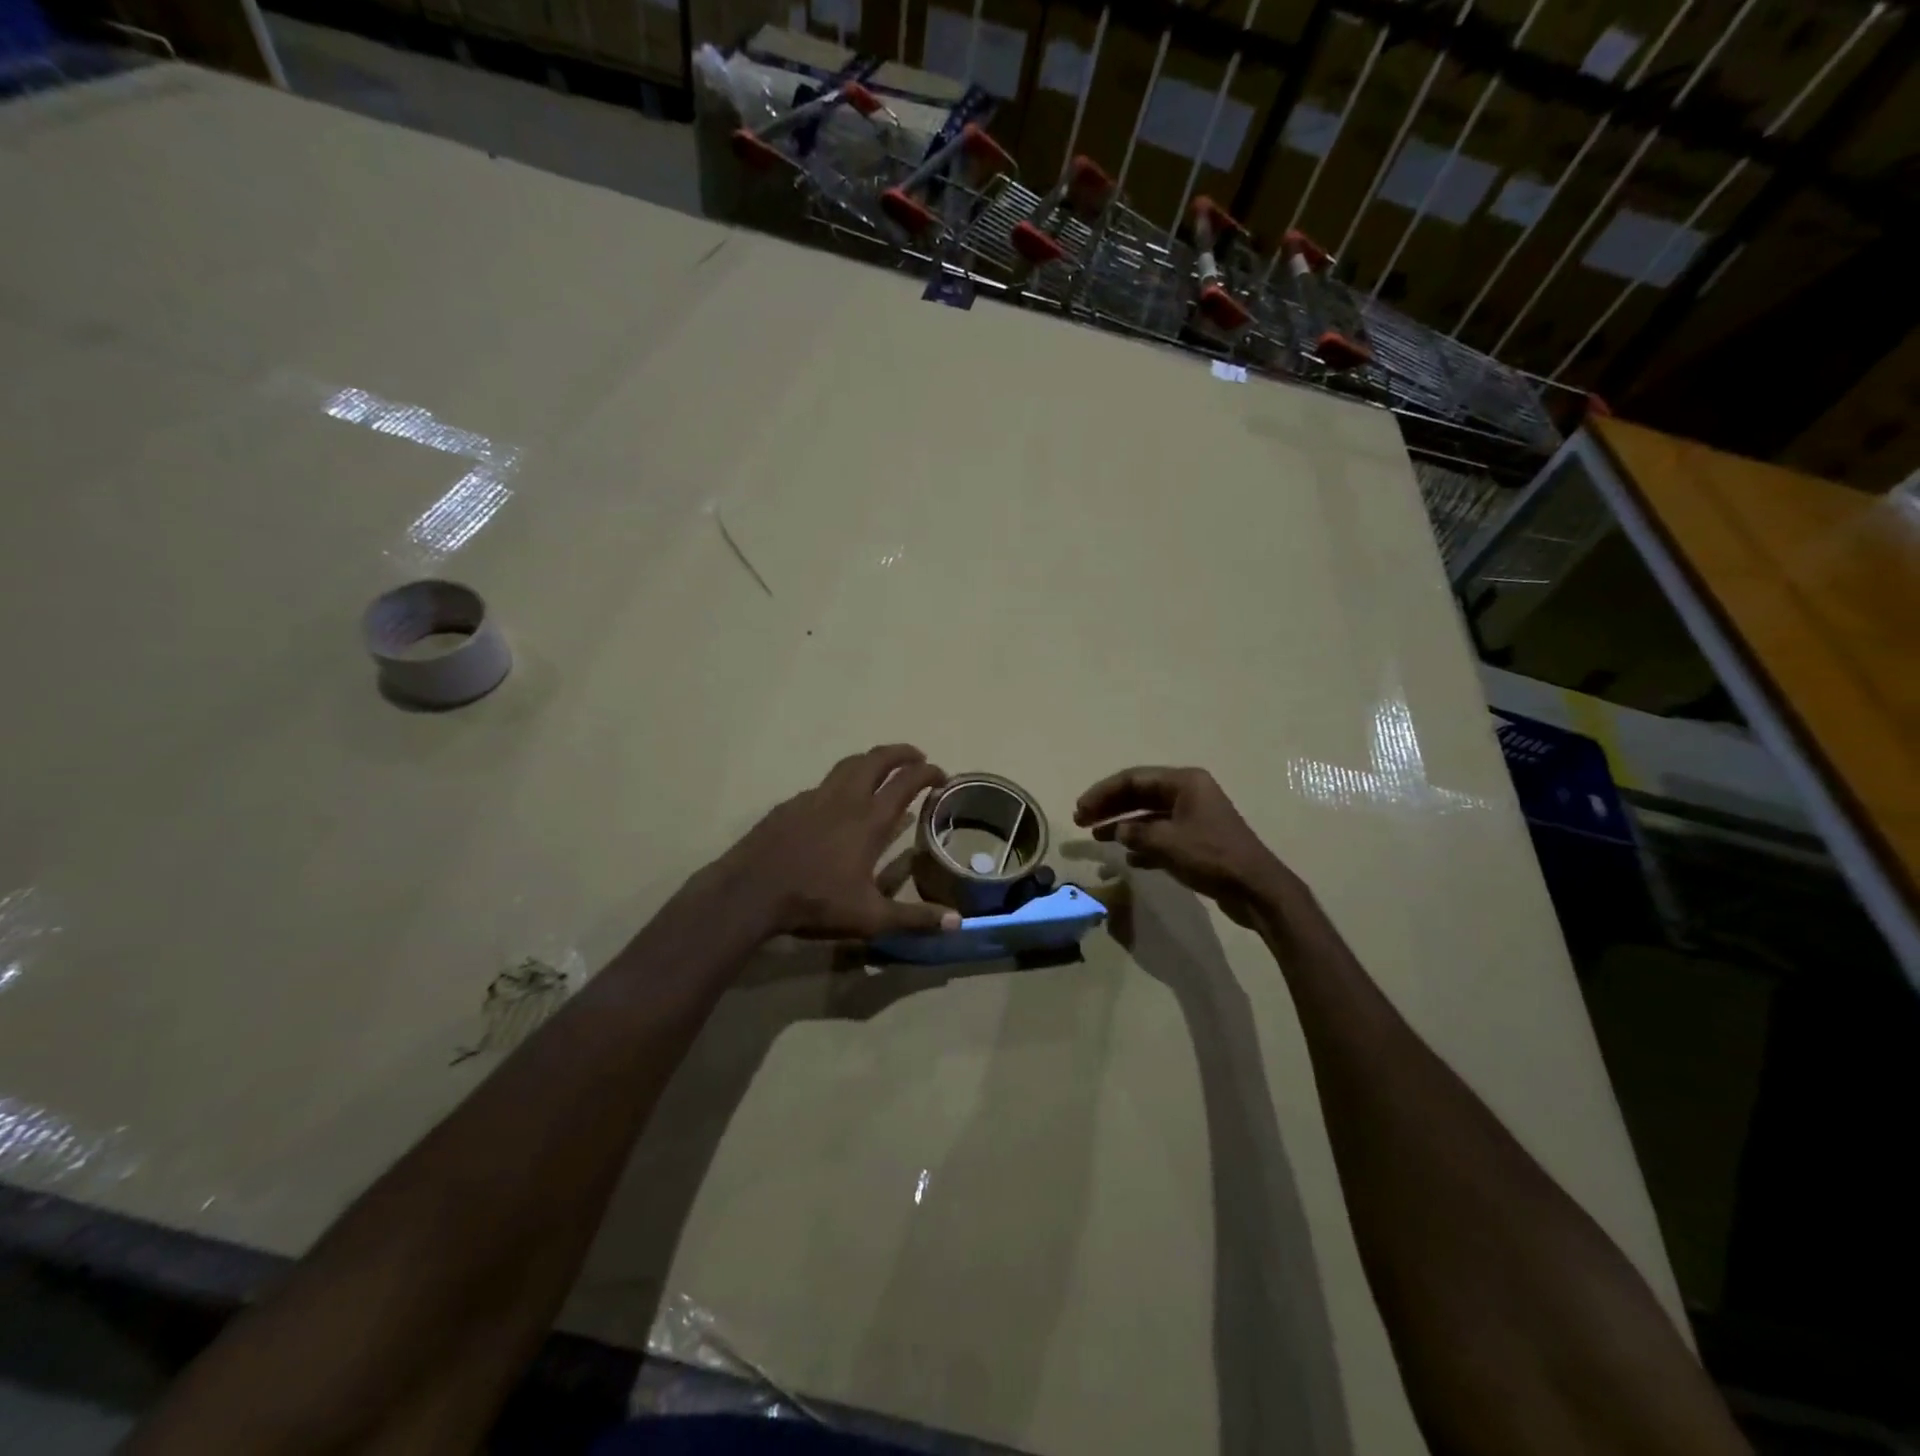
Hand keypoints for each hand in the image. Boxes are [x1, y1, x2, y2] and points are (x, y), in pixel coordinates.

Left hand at [703, 744, 961, 940]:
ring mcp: (814, 798)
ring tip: (881, 768)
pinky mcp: (790, 805)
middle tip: (917, 757)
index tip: (941, 775)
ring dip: (871, 760)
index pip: (906, 782)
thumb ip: (914, 918)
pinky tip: (838, 802)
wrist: (751, 891)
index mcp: (870, 820)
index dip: (927, 773)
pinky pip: (823, 784)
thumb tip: (957, 922)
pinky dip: (841, 782)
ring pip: (848, 765)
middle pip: (877, 760)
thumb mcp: (870, 917)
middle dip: (901, 753)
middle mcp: (845, 800)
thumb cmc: (815, 902)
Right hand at [1074, 766, 1296, 927]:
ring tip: (1097, 838)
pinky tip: (1127, 859)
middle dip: (1109, 807)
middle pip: (1139, 794)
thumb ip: (1136, 833)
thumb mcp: (1167, 842)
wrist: (1256, 889)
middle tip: (1081, 822)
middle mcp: (1188, 793)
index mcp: (1184, 782)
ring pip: (1148, 815)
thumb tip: (1118, 832)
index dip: (1102, 793)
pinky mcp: (1197, 840)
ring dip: (1122, 826)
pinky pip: (1161, 835)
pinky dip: (1142, 844)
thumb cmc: (1211, 857)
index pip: (1133, 779)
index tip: (1080, 810)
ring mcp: (1194, 816)